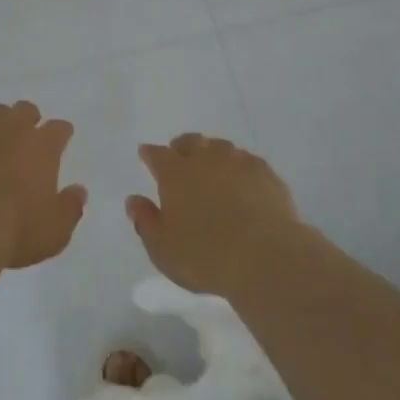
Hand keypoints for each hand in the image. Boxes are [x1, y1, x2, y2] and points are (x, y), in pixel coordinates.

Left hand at [0, 101, 87, 270]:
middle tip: (23, 140)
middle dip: (27, 120)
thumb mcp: (54, 232)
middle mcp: (12, 128)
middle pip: (25, 110)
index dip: (60, 134)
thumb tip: (79, 191)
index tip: (60, 140)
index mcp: (42, 147)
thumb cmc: (13, 231)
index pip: (59, 129)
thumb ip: (70, 208)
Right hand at [127, 134, 306, 296]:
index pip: (156, 154)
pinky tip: (243, 181)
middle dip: (181, 147)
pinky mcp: (265, 173)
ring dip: (212, 154)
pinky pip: (247, 161)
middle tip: (180, 158)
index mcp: (174, 172)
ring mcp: (237, 161)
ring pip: (220, 147)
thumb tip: (133, 200)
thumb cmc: (205, 256)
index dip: (149, 154)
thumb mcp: (162, 249)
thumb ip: (145, 221)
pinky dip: (240, 167)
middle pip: (190, 142)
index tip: (146, 155)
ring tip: (212, 169)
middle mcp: (204, 158)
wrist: (266, 257)